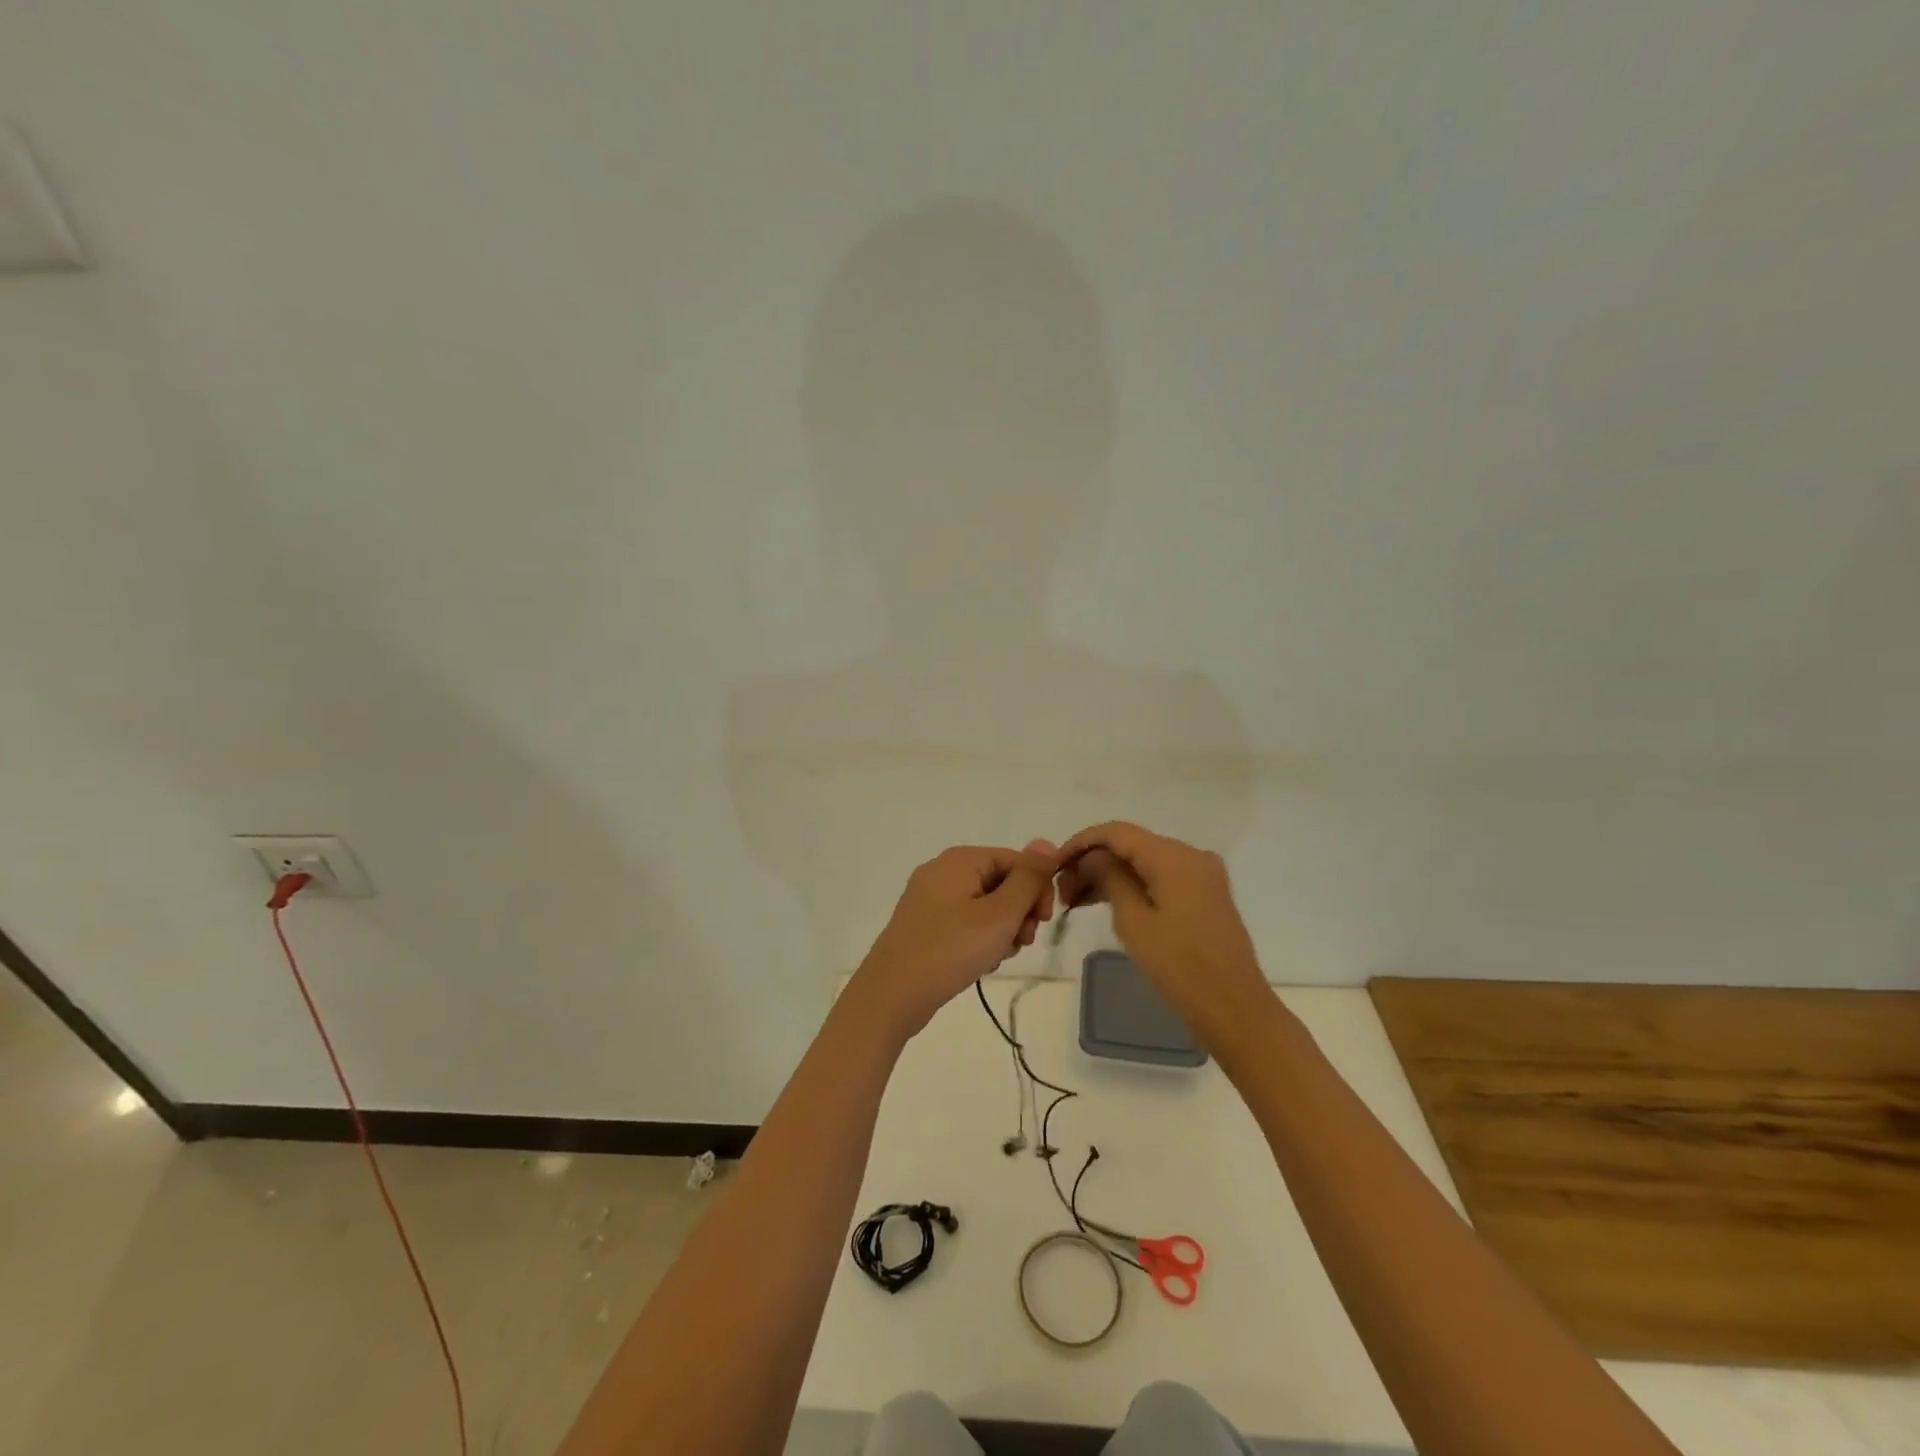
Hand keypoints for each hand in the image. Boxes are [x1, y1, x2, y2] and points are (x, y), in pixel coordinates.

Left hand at [848, 839, 1058, 1041]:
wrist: (891, 995)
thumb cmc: (950, 949)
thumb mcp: (999, 914)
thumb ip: (1028, 878)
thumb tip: (1047, 843)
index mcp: (960, 860)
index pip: (1015, 860)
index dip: (1036, 888)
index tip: (1042, 922)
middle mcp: (943, 871)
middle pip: (1000, 882)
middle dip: (1019, 912)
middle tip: (1021, 942)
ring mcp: (930, 899)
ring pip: (985, 906)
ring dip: (1002, 930)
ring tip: (998, 956)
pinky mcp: (924, 925)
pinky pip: (965, 922)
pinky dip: (980, 939)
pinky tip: (981, 963)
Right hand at [1057, 822, 1270, 1046]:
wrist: (1235, 1009)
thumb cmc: (1179, 967)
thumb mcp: (1133, 921)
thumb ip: (1109, 878)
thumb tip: (1092, 857)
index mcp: (1173, 856)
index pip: (1116, 832)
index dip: (1081, 842)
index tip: (1054, 864)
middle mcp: (1190, 855)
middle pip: (1131, 845)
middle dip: (1093, 862)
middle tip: (1062, 892)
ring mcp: (1202, 875)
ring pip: (1144, 862)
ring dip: (1110, 875)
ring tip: (1076, 902)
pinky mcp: (1205, 895)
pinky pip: (1161, 877)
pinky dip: (1133, 886)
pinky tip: (1106, 904)